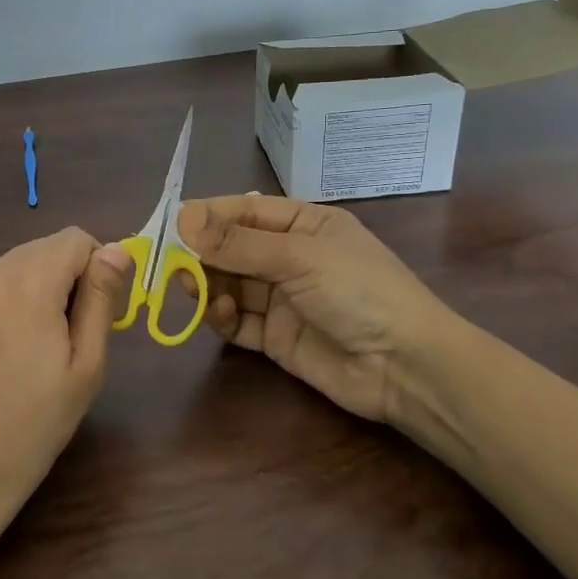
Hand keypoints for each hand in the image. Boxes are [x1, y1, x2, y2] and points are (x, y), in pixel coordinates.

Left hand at [0, 227, 133, 539]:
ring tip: (25, 357)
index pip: (73, 238)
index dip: (95, 267)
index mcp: (24, 283)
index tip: (95, 311)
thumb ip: (101, 298)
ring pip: (3, 276)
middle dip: (60, 281)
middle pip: (36, 253)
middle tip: (63, 340)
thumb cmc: (35, 426)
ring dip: (24, 297)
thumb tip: (115, 250)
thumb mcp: (85, 366)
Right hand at [177, 195, 460, 430]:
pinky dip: (224, 317)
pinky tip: (223, 315)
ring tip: (195, 288)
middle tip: (173, 263)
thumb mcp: (299, 257)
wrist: (404, 367)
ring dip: (210, 284)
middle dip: (204, 253)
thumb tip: (183, 218)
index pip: (247, 211)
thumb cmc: (358, 291)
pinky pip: (239, 322)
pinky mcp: (277, 338)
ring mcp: (284, 299)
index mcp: (306, 225)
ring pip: (231, 284)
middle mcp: (292, 258)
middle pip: (234, 249)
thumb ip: (238, 243)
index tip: (173, 223)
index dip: (210, 216)